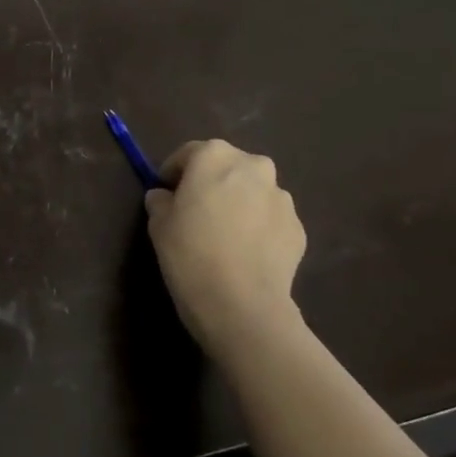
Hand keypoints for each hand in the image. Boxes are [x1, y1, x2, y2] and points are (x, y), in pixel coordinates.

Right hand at [145, 139, 306, 353]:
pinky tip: (243, 252)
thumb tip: (165, 196)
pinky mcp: (297, 227)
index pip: (189, 153)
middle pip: (227, 166)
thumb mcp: (158, 224)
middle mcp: (253, 167)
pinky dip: (257, 227)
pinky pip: (269, 219)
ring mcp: (281, 197)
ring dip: (238, 203)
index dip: (174, 171)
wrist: (241, 303)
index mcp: (215, 157)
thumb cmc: (189, 254)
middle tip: (195, 210)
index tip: (165, 191)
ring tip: (223, 234)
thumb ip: (160, 201)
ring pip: (252, 191)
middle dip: (211, 182)